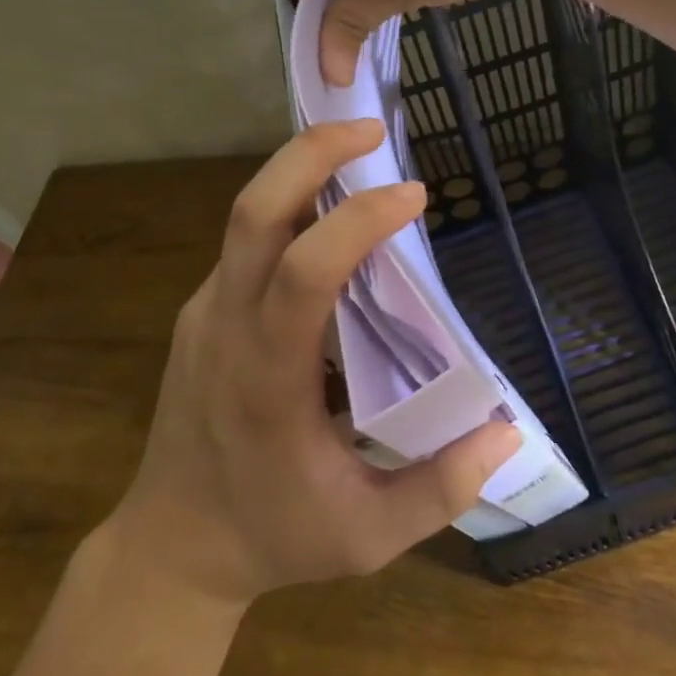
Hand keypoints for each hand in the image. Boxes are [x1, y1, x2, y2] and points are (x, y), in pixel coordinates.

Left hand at [115, 119, 521, 604]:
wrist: (169, 546)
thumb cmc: (271, 537)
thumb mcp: (368, 538)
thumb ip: (441, 489)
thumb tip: (506, 431)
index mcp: (265, 377)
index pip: (305, 273)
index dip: (359, 222)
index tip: (414, 197)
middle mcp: (226, 327)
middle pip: (254, 211)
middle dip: (311, 153)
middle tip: (370, 129)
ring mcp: (205, 312)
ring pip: (246, 216)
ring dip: (300, 172)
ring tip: (362, 157)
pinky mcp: (202, 311)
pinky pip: (246, 242)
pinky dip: (291, 210)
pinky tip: (331, 219)